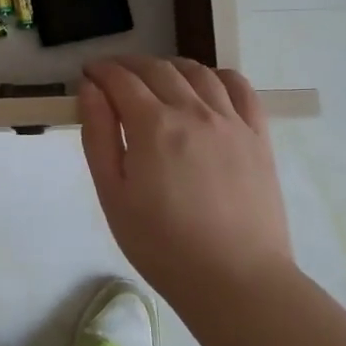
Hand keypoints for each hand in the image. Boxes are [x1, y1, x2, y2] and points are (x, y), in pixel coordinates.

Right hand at [78, 56, 294, 307]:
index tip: (88, 74)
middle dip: (128, 65)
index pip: (121, 79)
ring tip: (156, 79)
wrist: (235, 280)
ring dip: (169, 67)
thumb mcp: (113, 194)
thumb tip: (90, 89)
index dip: (100, 71)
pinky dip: (217, 76)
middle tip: (113, 77)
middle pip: (157, 69)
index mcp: (153, 125)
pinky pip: (239, 88)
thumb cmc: (161, 245)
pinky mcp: (258, 135)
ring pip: (197, 72)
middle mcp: (193, 110)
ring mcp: (230, 120)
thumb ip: (99, 135)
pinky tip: (206, 86)